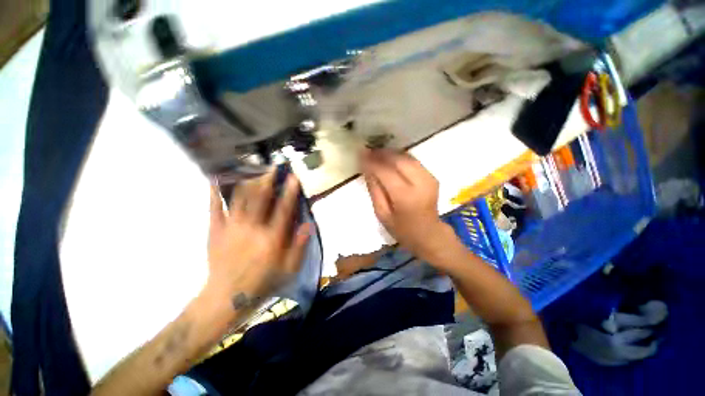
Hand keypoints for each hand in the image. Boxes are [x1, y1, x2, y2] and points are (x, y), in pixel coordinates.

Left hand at [205, 170, 309, 313]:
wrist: (227, 298)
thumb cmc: (262, 282)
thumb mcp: (289, 269)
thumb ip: (300, 246)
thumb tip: (309, 224)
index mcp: (271, 238)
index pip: (283, 210)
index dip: (289, 192)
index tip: (293, 178)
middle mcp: (252, 229)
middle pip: (260, 199)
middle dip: (268, 180)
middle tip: (272, 166)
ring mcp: (231, 228)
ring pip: (240, 199)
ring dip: (248, 182)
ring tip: (252, 168)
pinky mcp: (215, 231)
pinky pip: (214, 208)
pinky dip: (215, 193)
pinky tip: (216, 179)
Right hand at [361, 149, 454, 260]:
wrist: (429, 233)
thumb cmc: (402, 229)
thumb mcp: (382, 213)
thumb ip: (374, 189)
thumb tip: (366, 168)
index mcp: (405, 196)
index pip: (385, 171)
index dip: (372, 161)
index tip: (360, 153)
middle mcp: (420, 183)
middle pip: (398, 160)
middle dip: (381, 153)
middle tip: (367, 151)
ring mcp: (428, 178)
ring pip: (407, 157)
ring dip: (390, 153)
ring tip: (376, 153)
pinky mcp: (432, 176)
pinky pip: (413, 161)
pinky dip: (400, 157)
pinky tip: (390, 158)